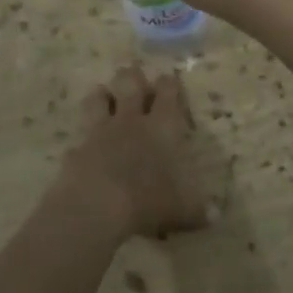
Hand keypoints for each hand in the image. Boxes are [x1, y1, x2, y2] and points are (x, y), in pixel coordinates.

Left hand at [58, 65, 211, 241]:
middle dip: (132, 77)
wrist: (96, 205)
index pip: (167, 92)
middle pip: (129, 83)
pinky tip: (82, 151)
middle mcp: (130, 120)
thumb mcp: (182, 209)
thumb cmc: (148, 199)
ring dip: (102, 95)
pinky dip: (81, 143)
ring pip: (98, 98)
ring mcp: (100, 131)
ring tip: (105, 97)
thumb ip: (198, 210)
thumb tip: (216, 216)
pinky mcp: (77, 149)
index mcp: (161, 127)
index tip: (169, 81)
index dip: (169, 84)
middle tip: (135, 79)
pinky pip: (79, 139)